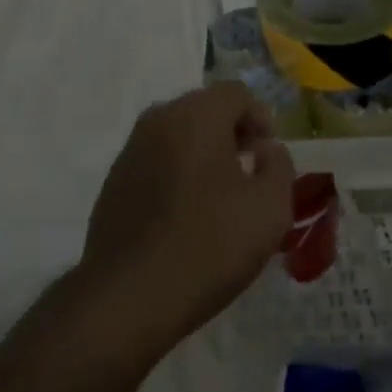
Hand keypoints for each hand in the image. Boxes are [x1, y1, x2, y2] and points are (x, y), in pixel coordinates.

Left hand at [81, 83, 294, 358]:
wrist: (129, 298)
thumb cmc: (209, 245)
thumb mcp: (270, 208)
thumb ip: (279, 166)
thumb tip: (266, 150)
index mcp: (196, 114)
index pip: (236, 93)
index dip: (260, 118)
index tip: (268, 157)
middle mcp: (159, 119)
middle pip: (204, 110)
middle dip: (231, 134)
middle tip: (248, 175)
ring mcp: (130, 150)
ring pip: (177, 136)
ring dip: (201, 154)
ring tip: (218, 199)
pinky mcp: (113, 182)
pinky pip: (155, 162)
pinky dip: (175, 175)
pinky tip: (184, 217)